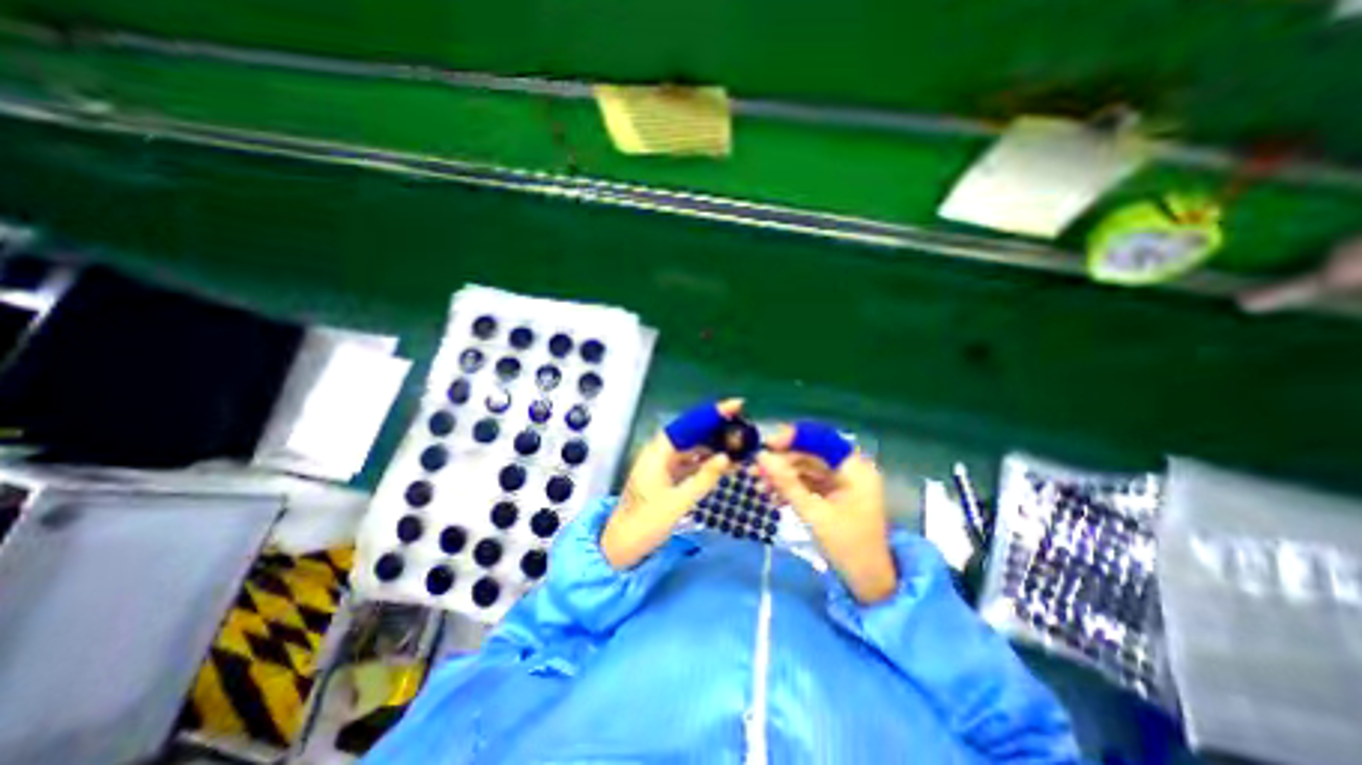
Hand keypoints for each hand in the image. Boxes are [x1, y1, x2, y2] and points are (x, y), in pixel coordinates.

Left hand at [601, 401, 741, 567]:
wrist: (622, 547)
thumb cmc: (645, 523)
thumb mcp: (677, 503)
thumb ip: (703, 479)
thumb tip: (727, 457)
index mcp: (657, 453)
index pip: (688, 424)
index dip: (712, 413)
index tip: (736, 406)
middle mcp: (660, 453)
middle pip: (691, 432)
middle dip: (716, 427)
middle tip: (743, 424)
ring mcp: (664, 465)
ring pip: (693, 447)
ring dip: (715, 445)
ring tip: (740, 442)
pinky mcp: (668, 477)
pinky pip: (692, 462)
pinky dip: (708, 461)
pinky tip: (726, 463)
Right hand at [749, 424, 900, 602]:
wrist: (868, 582)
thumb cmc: (847, 547)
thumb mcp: (813, 514)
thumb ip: (786, 483)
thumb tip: (761, 457)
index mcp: (854, 468)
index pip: (820, 439)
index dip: (792, 438)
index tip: (765, 445)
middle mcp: (849, 468)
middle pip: (810, 453)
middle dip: (781, 462)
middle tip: (754, 469)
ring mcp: (841, 481)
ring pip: (805, 468)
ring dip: (781, 476)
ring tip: (757, 486)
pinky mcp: (833, 493)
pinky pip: (808, 482)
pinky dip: (790, 488)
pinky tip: (770, 498)